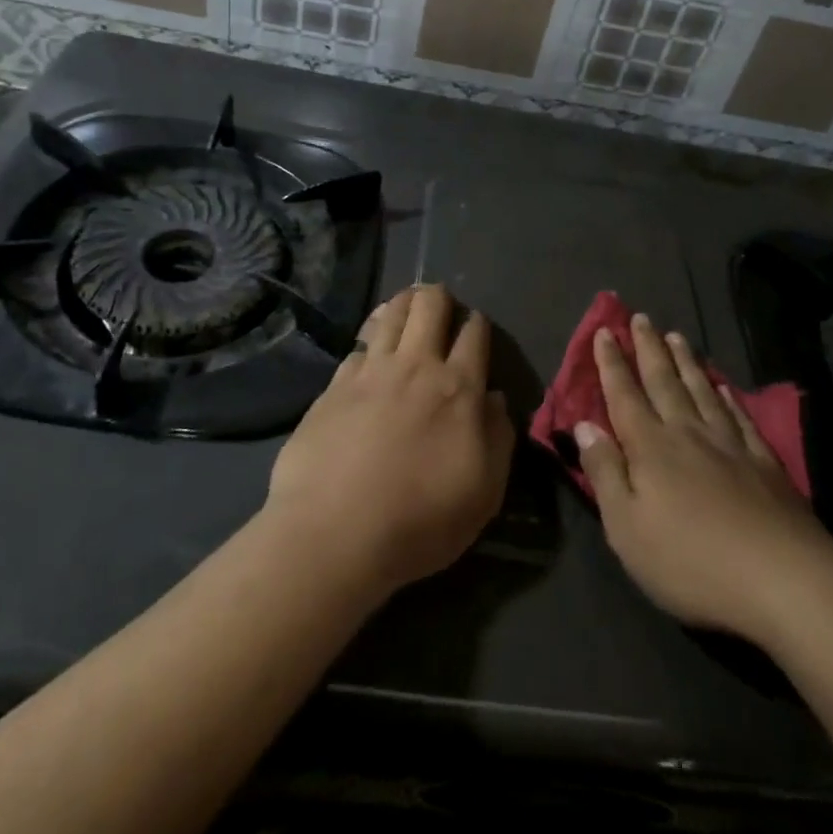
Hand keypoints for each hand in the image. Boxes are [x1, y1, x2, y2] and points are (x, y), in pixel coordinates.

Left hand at [266, 284, 514, 596]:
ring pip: (391, 314)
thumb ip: (498, 437)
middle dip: (440, 298)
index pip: (474, 333)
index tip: (476, 328)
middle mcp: (416, 366)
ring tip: (407, 310)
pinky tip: (369, 353)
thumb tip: (494, 400)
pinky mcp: (334, 386)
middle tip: (441, 308)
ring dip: (403, 305)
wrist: (333, 535)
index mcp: (458, 388)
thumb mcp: (484, 492)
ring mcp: (370, 372)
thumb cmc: (420, 520)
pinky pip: (358, 347)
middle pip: (430, 305)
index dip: (478, 324)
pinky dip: (369, 341)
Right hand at [575, 314, 827, 642]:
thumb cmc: (690, 561)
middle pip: (664, 382)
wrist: (782, 578)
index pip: (624, 395)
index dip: (612, 364)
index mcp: (650, 447)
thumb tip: (585, 425)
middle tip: (641, 318)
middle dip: (649, 348)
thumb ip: (605, 472)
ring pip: (701, 390)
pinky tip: (722, 386)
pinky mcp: (763, 462)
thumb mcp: (627, 527)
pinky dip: (727, 397)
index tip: (604, 332)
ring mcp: (729, 444)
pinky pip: (738, 416)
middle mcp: (687, 433)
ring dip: (685, 362)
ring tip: (677, 336)